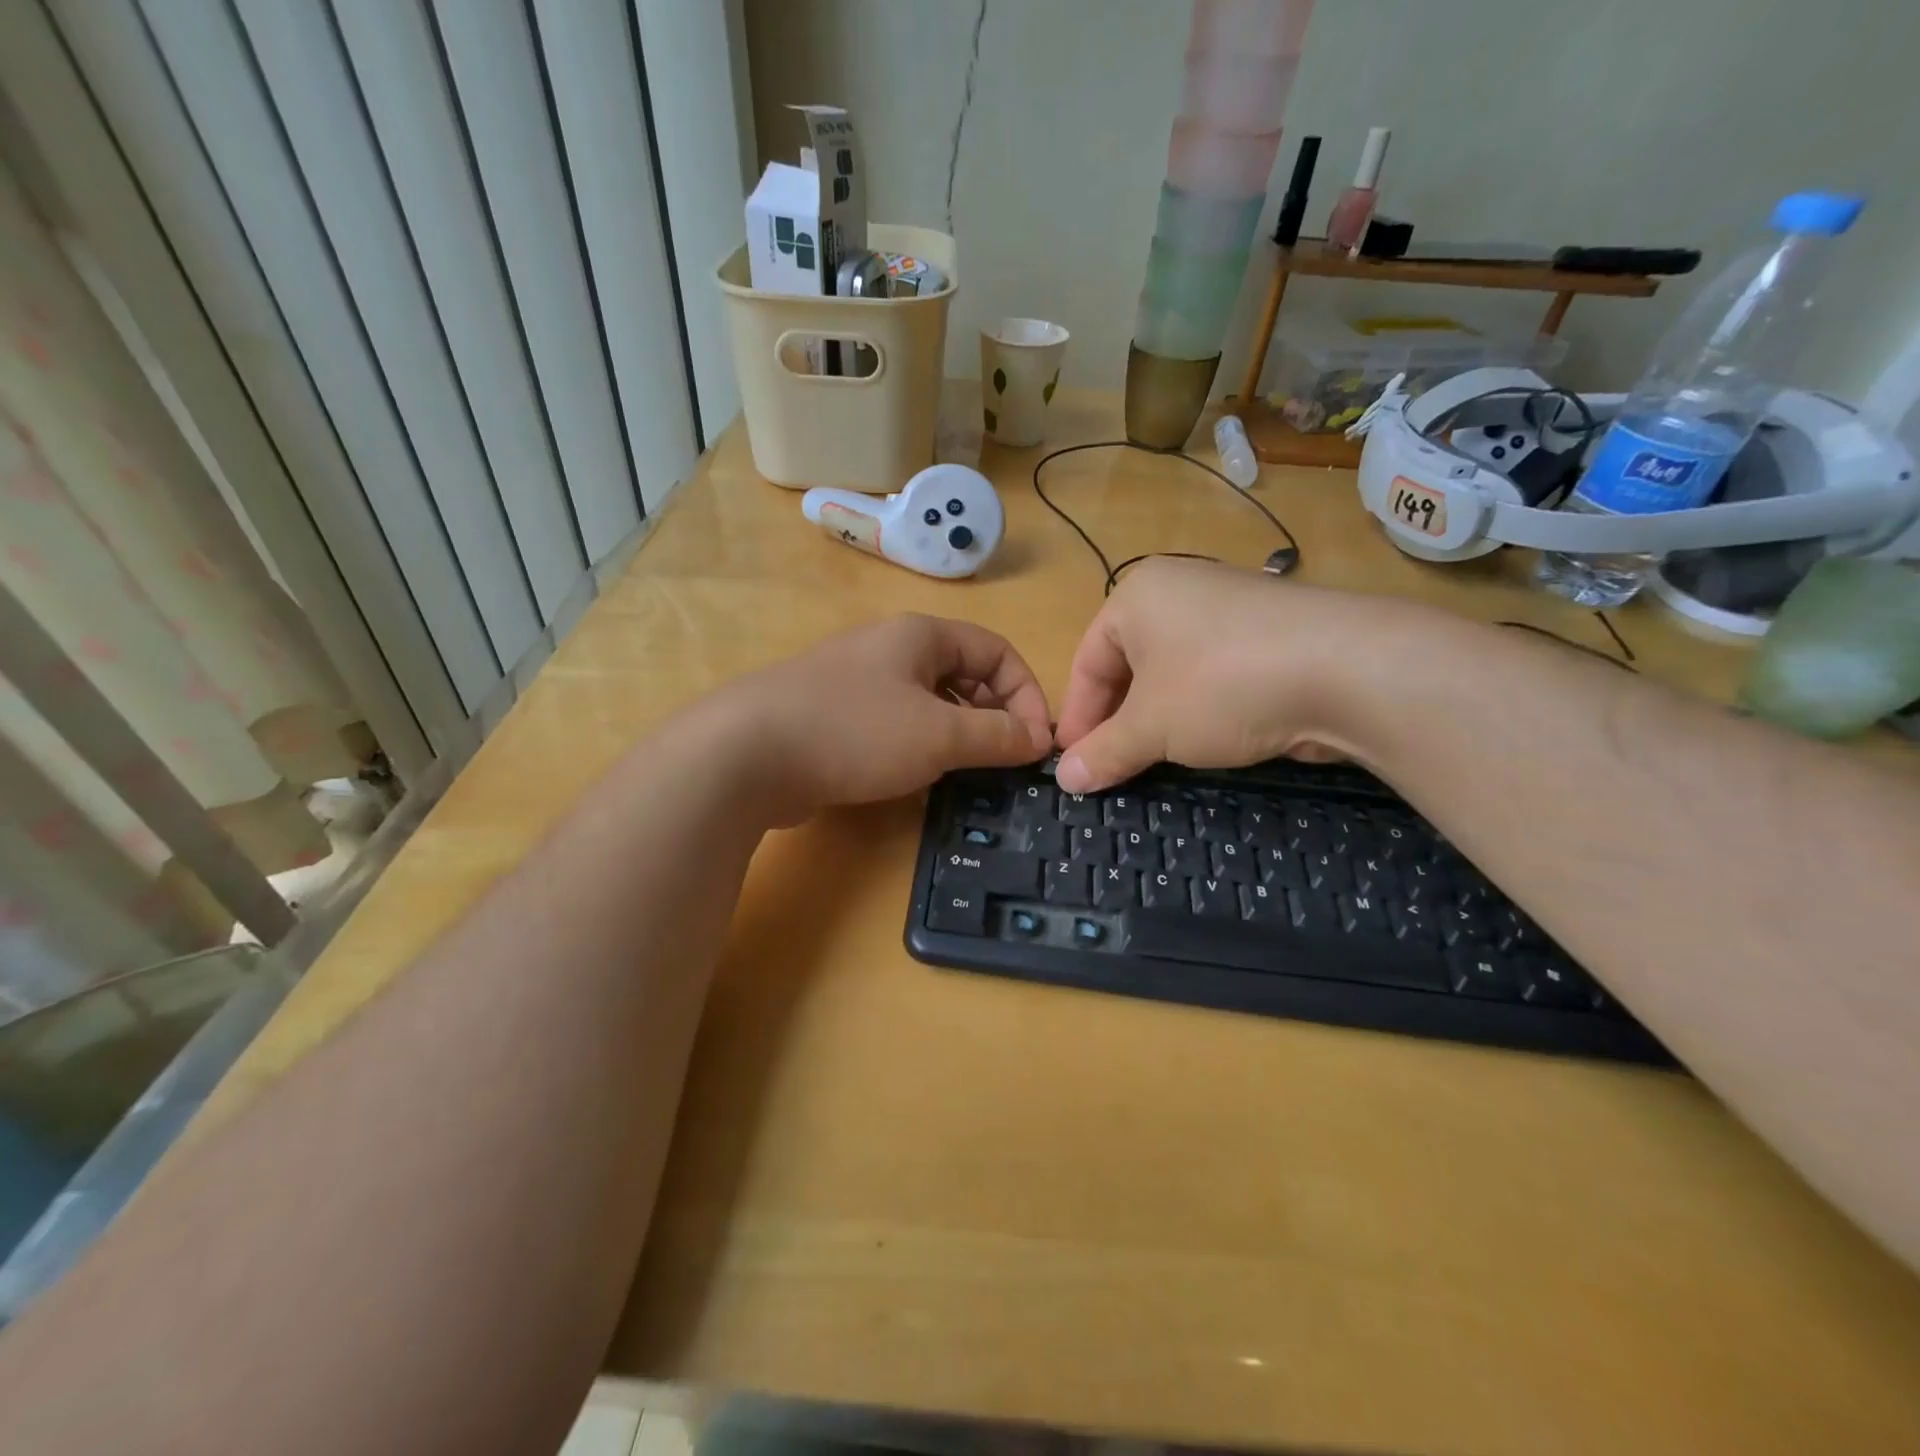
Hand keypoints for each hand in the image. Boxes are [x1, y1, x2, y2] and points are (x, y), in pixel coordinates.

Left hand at [706, 614, 1051, 823]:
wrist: (746, 754)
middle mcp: (889, 649)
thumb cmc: (855, 731)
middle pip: (963, 674)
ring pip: (928, 702)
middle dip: (993, 715)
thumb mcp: (939, 734)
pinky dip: (918, 746)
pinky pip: (894, 724)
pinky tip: (916, 777)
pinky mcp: (832, 716)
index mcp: (920, 636)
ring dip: (957, 733)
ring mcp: (856, 682)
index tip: (1035, 744)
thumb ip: (995, 735)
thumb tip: (1038, 739)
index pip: (996, 651)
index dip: (1026, 693)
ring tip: (966, 770)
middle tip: (1004, 760)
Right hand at [1053, 558, 1414, 792]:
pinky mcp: (1269, 636)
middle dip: (1117, 721)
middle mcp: (1180, 592)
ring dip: (1157, 720)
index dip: (1078, 718)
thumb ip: (1103, 752)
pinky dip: (1200, 711)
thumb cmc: (1221, 685)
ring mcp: (1229, 610)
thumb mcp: (1151, 727)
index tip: (1074, 765)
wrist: (1348, 670)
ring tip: (1154, 760)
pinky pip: (1213, 675)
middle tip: (1111, 767)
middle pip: (1128, 666)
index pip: (1087, 662)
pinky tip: (1205, 742)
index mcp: (1137, 596)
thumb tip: (1065, 781)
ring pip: (1172, 674)